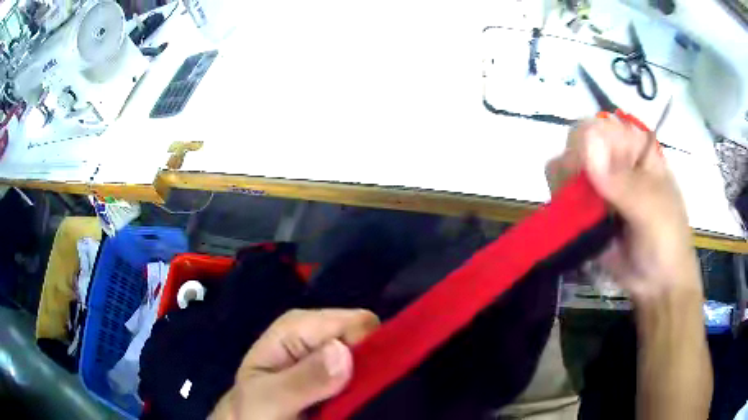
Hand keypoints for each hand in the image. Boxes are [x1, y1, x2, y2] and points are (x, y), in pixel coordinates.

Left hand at [210, 309, 379, 419]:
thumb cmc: (254, 410)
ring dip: (369, 381)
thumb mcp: (270, 399)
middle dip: (370, 367)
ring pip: (371, 359)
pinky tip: (355, 404)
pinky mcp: (337, 372)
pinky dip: (366, 389)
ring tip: (354, 404)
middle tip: (358, 399)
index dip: (369, 351)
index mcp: (299, 326)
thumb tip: (343, 350)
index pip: (357, 323)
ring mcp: (329, 354)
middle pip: (368, 340)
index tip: (365, 383)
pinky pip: (366, 375)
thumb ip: (302, 379)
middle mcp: (318, 334)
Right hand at [546, 117, 702, 304]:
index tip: (588, 172)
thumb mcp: (652, 210)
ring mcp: (597, 184)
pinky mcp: (585, 209)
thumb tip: (586, 143)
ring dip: (565, 189)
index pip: (600, 126)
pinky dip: (561, 205)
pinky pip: (562, 196)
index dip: (587, 143)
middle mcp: (613, 160)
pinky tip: (573, 222)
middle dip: (573, 169)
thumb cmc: (666, 241)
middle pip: (576, 145)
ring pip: (564, 168)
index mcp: (633, 148)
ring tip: (583, 217)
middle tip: (585, 200)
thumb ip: (622, 182)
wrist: (657, 284)